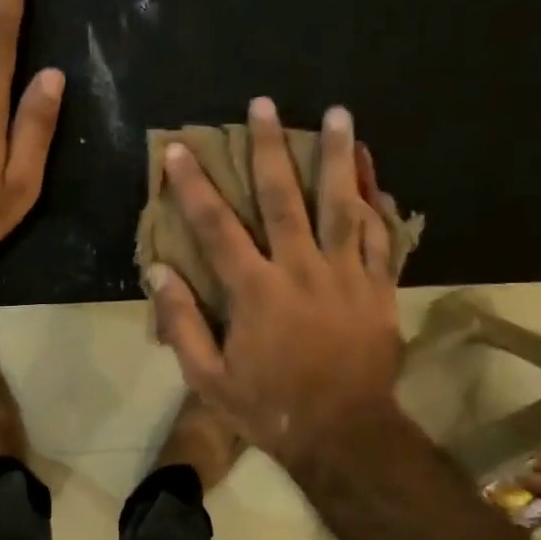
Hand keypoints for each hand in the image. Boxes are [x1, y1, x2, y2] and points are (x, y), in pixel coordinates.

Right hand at [147, 98, 403, 469]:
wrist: (345, 435)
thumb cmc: (270, 409)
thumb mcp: (210, 380)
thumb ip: (182, 325)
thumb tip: (159, 273)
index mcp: (256, 291)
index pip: (217, 227)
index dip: (195, 186)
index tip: (181, 149)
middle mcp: (301, 270)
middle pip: (284, 198)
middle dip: (270, 148)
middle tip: (264, 105)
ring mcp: (346, 275)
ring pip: (342, 205)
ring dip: (338, 157)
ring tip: (338, 113)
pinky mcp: (378, 287)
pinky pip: (381, 235)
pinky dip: (376, 200)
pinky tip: (371, 170)